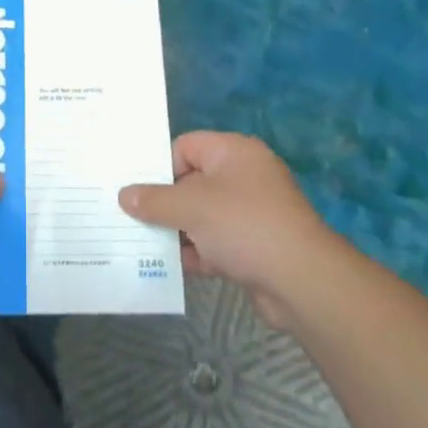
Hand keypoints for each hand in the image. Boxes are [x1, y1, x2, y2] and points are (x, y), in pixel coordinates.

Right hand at [119, 131, 332, 329]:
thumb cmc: (243, 226)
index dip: (161, 167)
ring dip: (179, 232)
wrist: (302, 282)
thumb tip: (125, 195)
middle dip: (165, 204)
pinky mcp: (256, 246)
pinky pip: (217, 242)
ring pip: (203, 216)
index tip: (139, 192)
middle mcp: (245, 176)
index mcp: (233, 152)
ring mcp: (253, 213)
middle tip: (133, 220)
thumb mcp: (191, 207)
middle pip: (192, 182)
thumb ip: (154, 200)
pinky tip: (175, 269)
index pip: (185, 146)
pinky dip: (198, 253)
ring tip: (146, 247)